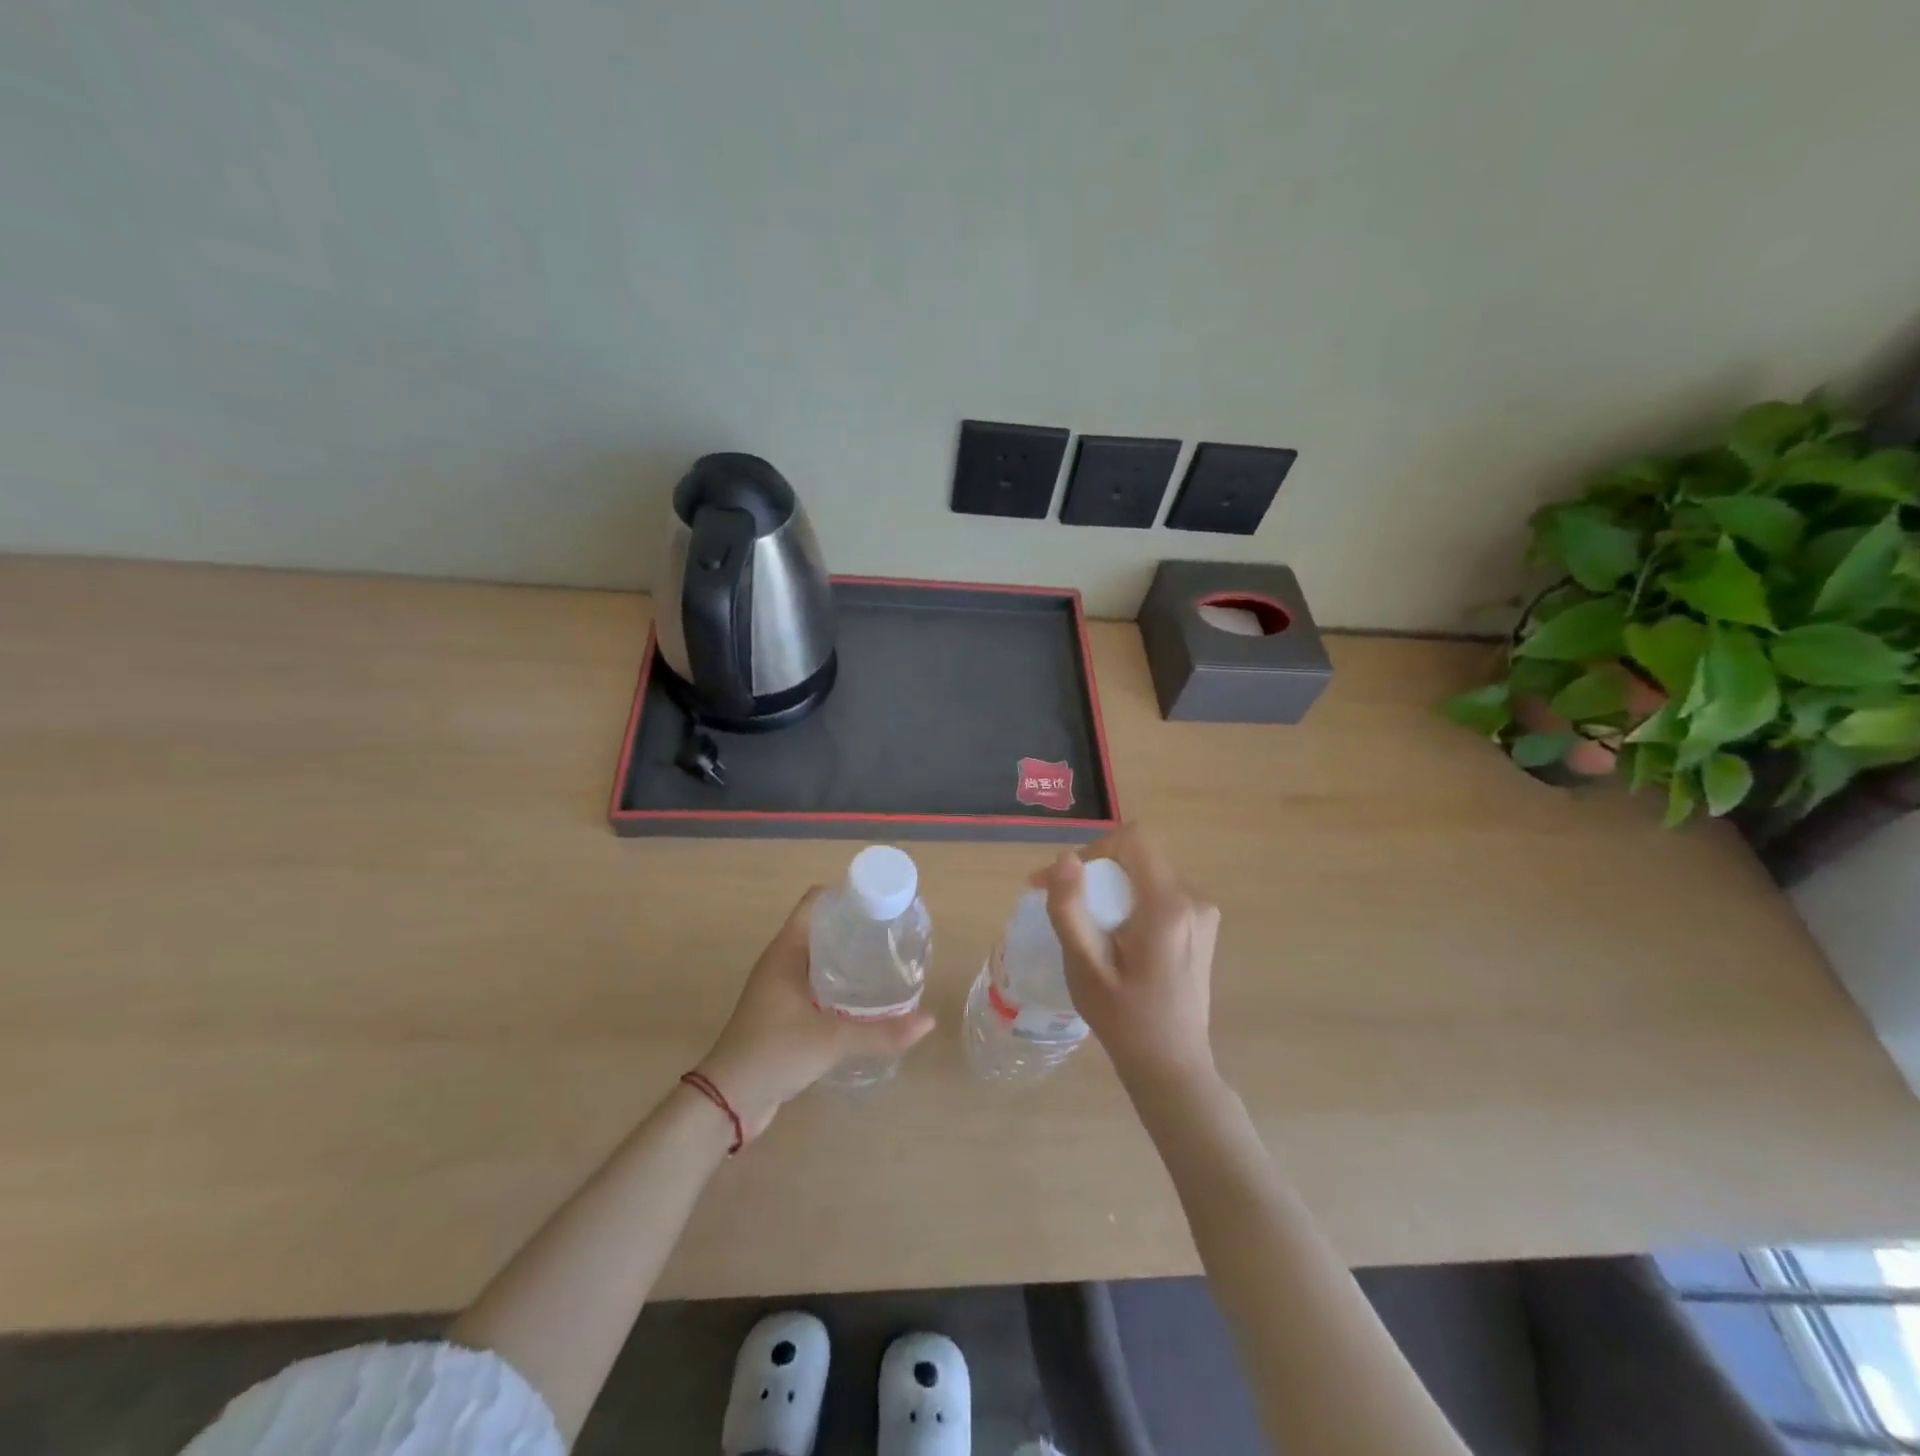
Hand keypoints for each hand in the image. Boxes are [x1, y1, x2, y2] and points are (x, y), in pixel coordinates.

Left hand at [694, 888, 934, 1138]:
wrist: (728, 1102)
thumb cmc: (773, 1053)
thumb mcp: (831, 1040)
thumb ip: (881, 1032)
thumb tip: (929, 1021)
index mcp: (785, 952)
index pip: (814, 903)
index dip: (845, 895)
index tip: (880, 900)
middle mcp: (782, 963)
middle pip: (822, 929)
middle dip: (855, 927)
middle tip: (894, 932)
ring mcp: (781, 989)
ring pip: (820, 959)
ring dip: (848, 958)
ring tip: (888, 960)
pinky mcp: (784, 1014)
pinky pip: (817, 986)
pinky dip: (840, 984)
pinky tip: (866, 998)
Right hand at [1032, 824, 1219, 1092]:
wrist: (1172, 1066)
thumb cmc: (1123, 1019)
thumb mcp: (1085, 966)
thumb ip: (1071, 908)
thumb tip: (1064, 857)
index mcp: (1168, 905)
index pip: (1133, 839)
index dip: (1095, 849)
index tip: (1067, 882)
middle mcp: (1194, 898)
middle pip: (1140, 855)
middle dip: (1098, 870)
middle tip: (1064, 902)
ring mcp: (1203, 912)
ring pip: (1149, 872)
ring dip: (1113, 886)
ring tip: (1087, 922)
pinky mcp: (1203, 925)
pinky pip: (1161, 891)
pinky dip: (1132, 899)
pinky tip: (1116, 934)